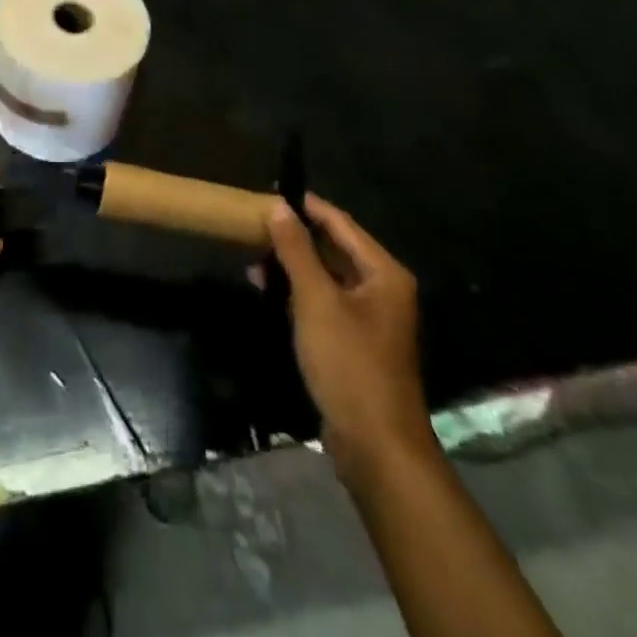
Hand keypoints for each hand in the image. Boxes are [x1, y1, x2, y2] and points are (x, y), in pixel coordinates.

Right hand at [268, 194, 435, 483]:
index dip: (306, 205)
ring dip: (292, 266)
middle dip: (294, 237)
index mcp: (383, 273)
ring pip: (327, 276)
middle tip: (254, 225)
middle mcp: (382, 289)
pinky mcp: (356, 342)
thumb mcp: (316, 300)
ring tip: (252, 259)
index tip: (270, 191)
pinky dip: (299, 293)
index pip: (340, 223)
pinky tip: (269, 292)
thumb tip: (279, 206)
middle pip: (335, 248)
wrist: (376, 445)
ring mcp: (371, 318)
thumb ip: (296, 250)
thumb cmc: (349, 363)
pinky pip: (325, 302)